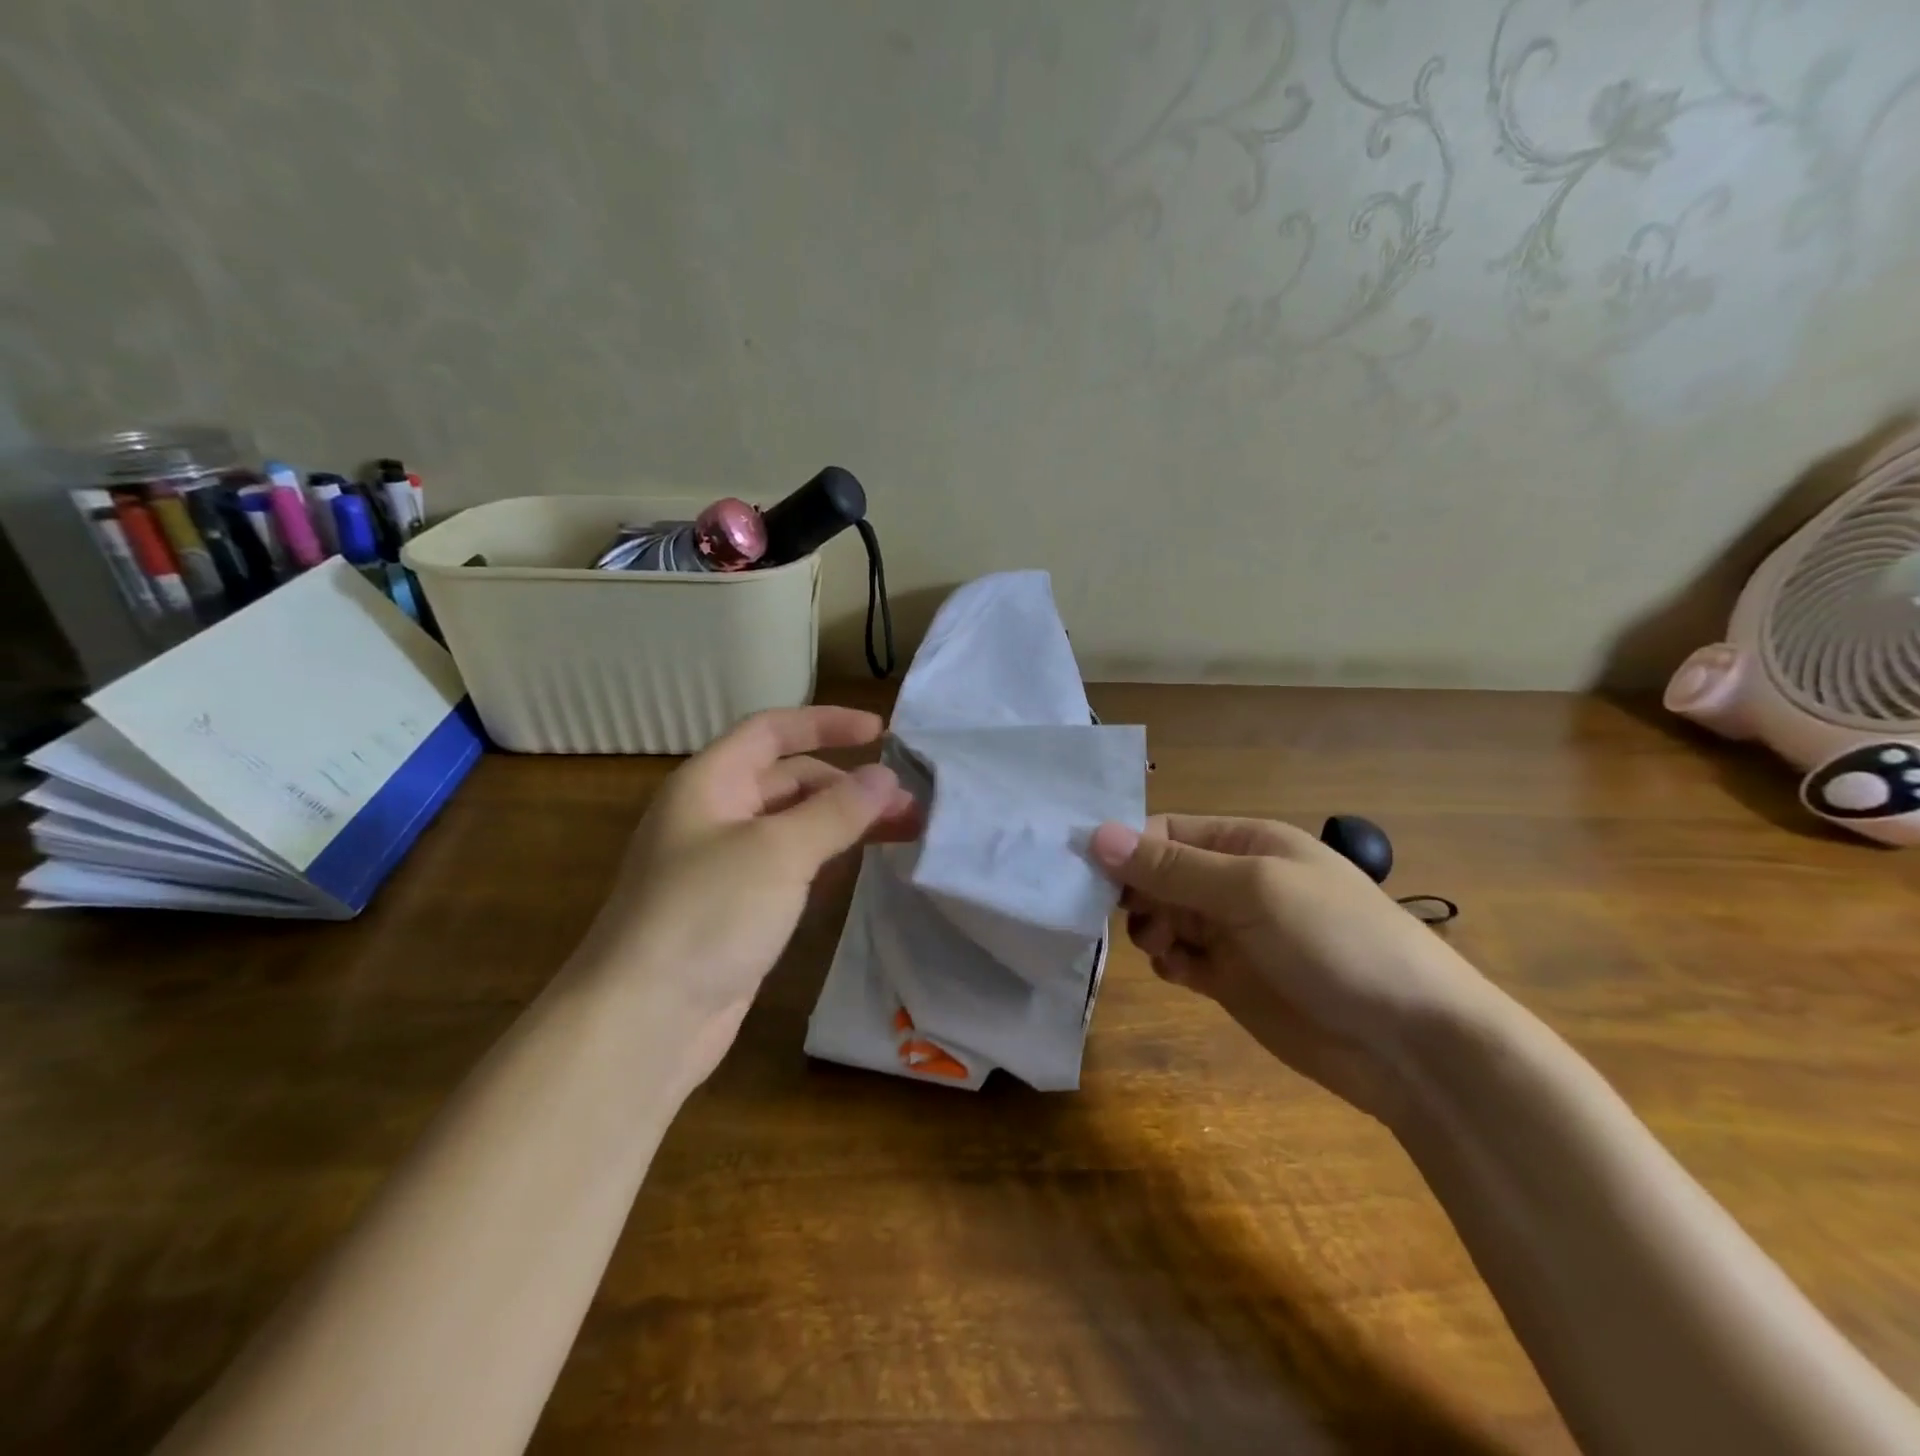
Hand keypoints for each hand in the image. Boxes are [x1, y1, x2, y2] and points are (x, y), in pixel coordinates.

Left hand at [577, 707, 920, 1079]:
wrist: (644, 1022)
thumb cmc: (707, 914)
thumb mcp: (779, 851)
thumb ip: (837, 810)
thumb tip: (886, 776)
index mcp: (710, 783)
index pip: (772, 731)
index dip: (825, 723)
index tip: (882, 732)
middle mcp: (715, 816)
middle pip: (790, 780)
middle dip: (849, 785)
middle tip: (909, 804)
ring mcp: (725, 866)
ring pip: (795, 826)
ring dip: (845, 823)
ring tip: (904, 832)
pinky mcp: (738, 909)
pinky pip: (790, 868)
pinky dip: (826, 859)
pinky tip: (859, 868)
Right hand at [1089, 815, 1497, 1120]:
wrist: (1413, 1043)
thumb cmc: (1335, 941)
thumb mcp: (1253, 890)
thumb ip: (1173, 867)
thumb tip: (1096, 834)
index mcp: (1247, 842)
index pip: (1167, 831)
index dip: (1128, 848)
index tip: (1091, 875)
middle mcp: (1236, 881)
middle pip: (1161, 873)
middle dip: (1137, 891)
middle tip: (1126, 917)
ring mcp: (1234, 932)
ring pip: (1165, 916)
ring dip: (1151, 927)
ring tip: (1162, 947)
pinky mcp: (1233, 979)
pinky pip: (1182, 957)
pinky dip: (1170, 961)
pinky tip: (1178, 972)